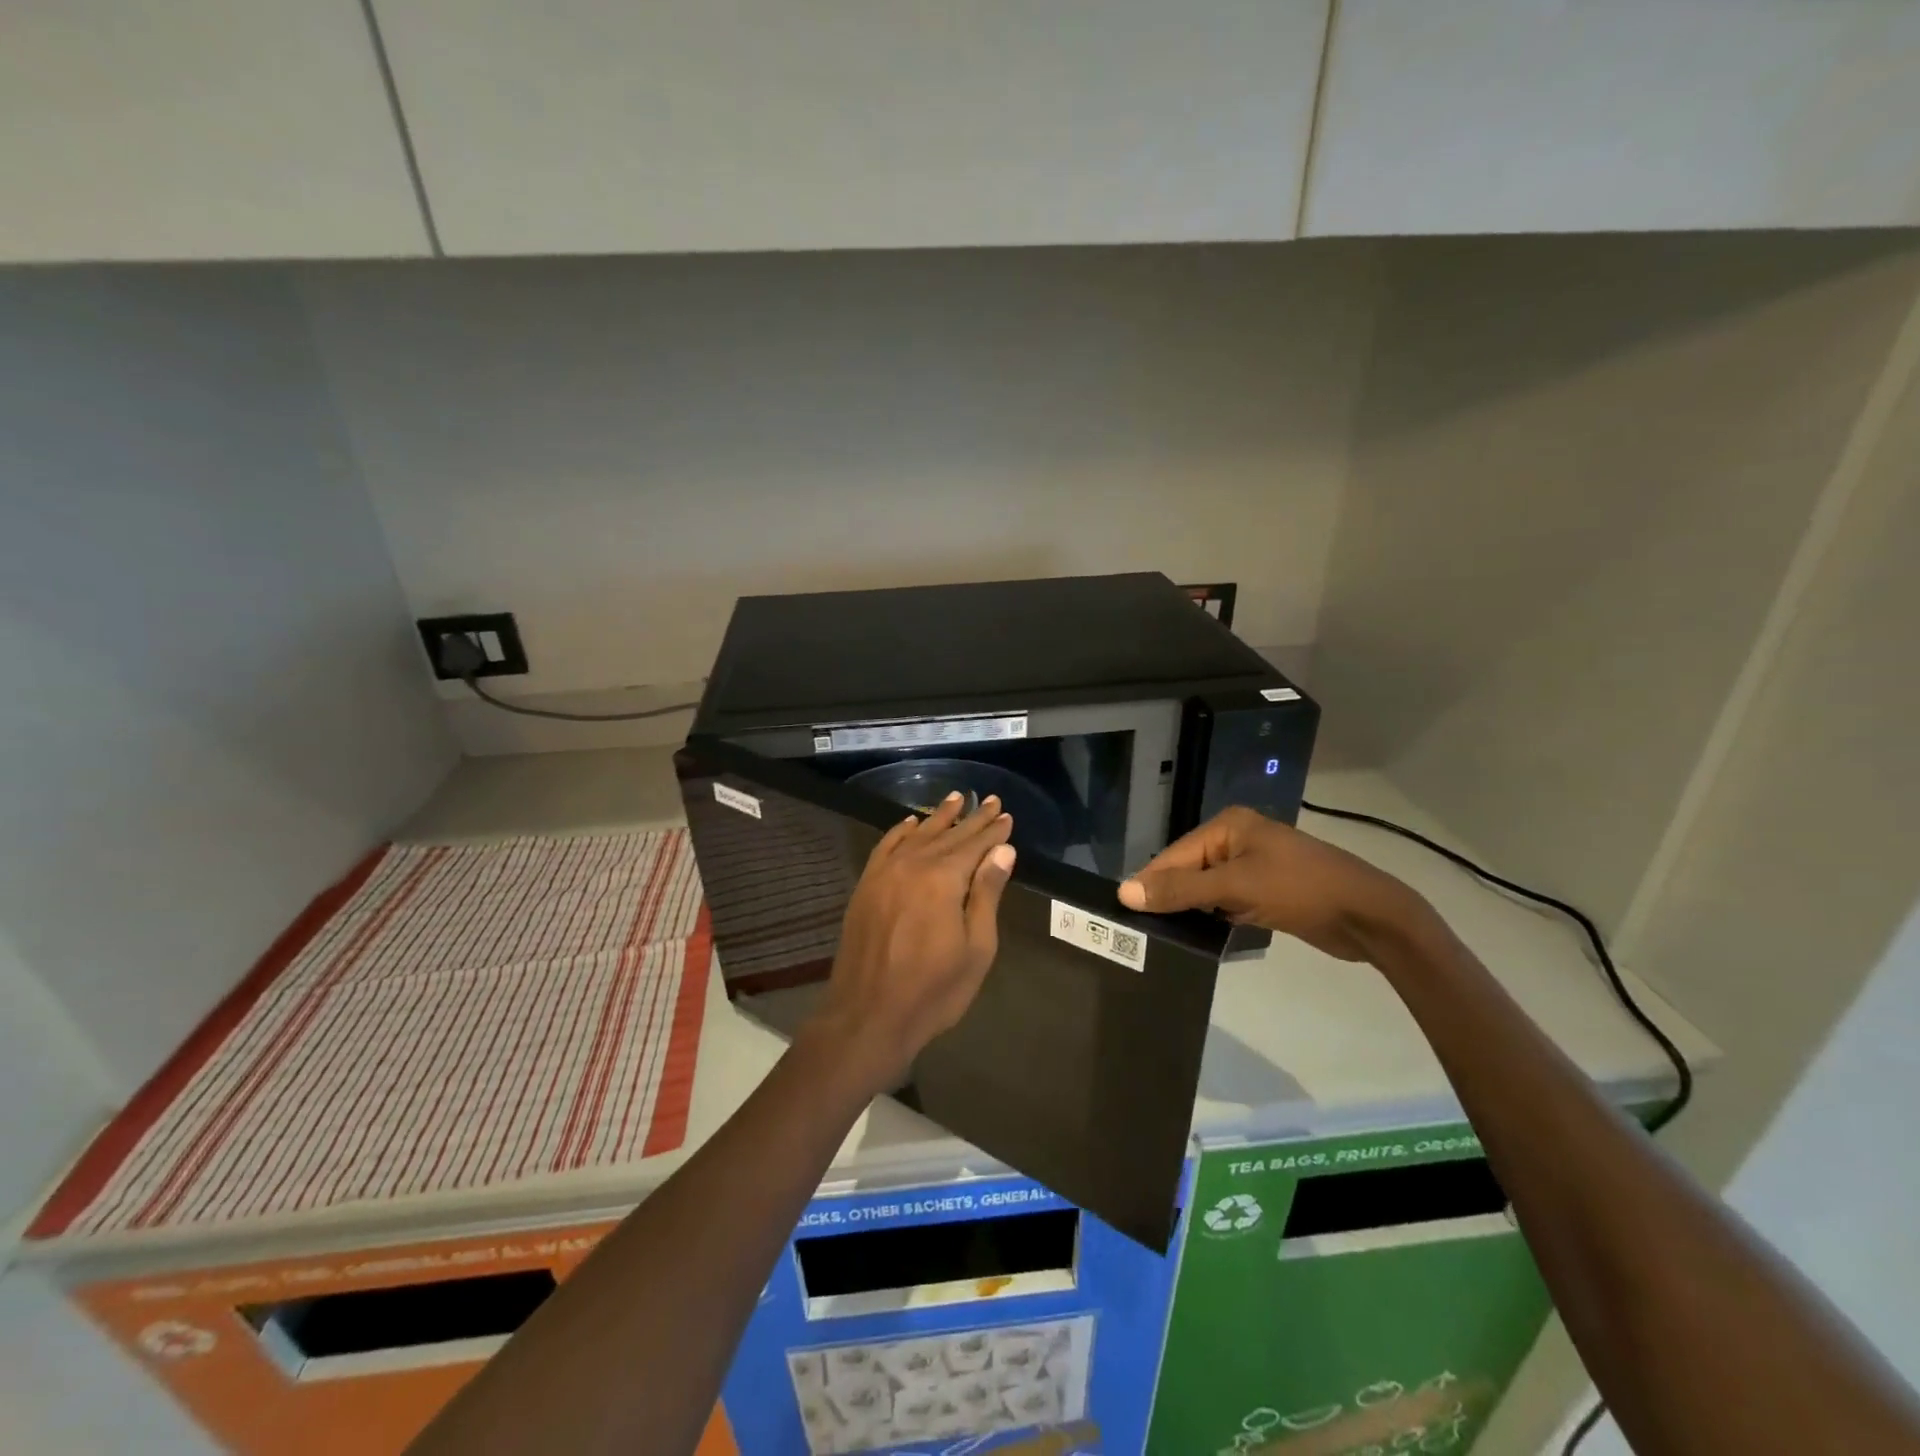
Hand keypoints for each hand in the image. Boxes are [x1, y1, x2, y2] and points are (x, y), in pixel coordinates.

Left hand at [808, 792, 1016, 1090]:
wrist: (867, 1016)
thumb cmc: (932, 990)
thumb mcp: (976, 948)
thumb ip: (987, 894)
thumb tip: (1003, 850)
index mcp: (943, 880)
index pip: (975, 845)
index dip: (993, 830)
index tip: (1006, 815)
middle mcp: (912, 865)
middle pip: (948, 835)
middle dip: (972, 818)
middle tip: (990, 800)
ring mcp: (884, 874)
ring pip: (917, 834)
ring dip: (938, 816)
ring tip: (956, 798)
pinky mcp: (866, 886)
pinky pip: (885, 847)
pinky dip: (900, 831)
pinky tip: (910, 823)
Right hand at [1117, 806, 1426, 961]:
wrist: (1369, 916)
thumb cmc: (1300, 890)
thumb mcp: (1235, 888)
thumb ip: (1180, 890)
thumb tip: (1124, 892)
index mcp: (1228, 826)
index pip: (1175, 854)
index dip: (1150, 883)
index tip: (1123, 913)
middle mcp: (1237, 839)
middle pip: (1188, 870)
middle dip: (1169, 897)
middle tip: (1141, 930)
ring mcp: (1253, 865)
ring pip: (1206, 888)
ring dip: (1189, 909)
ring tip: (1161, 936)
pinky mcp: (1265, 891)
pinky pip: (1225, 901)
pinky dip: (1212, 916)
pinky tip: (1197, 936)